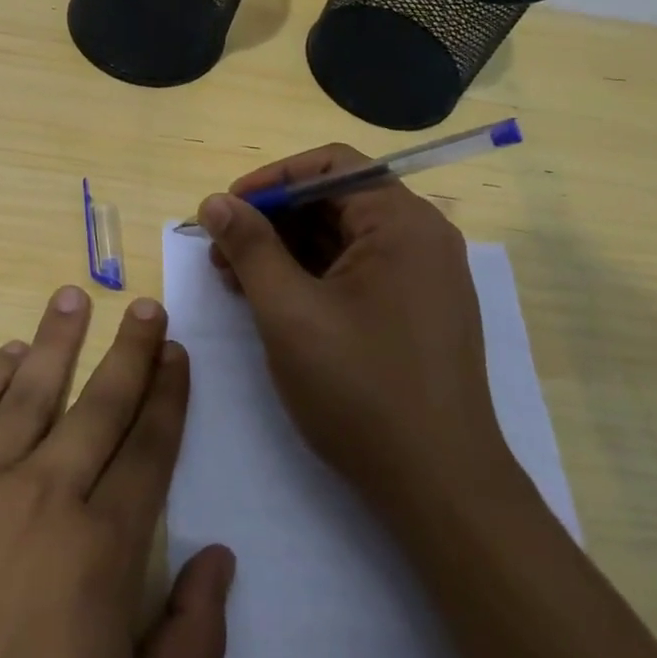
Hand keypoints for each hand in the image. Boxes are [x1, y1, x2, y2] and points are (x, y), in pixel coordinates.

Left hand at [0, 286, 235, 657]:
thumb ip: (187, 648)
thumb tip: (221, 559)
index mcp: (99, 554)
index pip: (148, 451)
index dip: (168, 397)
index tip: (179, 354)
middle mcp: (38, 500)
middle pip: (96, 407)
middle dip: (129, 353)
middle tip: (146, 308)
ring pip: (24, 394)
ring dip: (55, 343)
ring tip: (74, 298)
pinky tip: (2, 355)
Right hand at [198, 144, 508, 516]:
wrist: (442, 491)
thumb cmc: (361, 390)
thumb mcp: (289, 311)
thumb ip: (249, 247)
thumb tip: (214, 202)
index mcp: (401, 221)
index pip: (330, 166)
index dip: (272, 180)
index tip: (226, 209)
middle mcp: (421, 237)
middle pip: (335, 200)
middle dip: (273, 219)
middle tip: (222, 250)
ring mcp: (425, 276)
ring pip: (343, 238)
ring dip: (288, 249)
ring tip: (237, 278)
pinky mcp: (419, 310)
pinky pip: (359, 270)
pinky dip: (314, 276)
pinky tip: (274, 299)